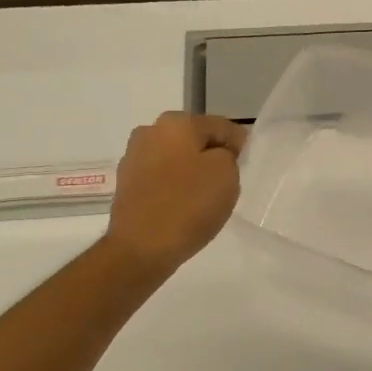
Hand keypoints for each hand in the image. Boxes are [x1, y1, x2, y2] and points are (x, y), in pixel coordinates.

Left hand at [104, 111, 246, 276]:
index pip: (220, 126)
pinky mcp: (126, 184)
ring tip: (203, 198)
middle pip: (194, 140)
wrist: (141, 248)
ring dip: (191, 171)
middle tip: (227, 183)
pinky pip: (161, 178)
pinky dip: (174, 186)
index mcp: (176, 122)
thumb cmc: (188, 205)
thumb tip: (218, 152)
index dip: (238, 145)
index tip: (245, 167)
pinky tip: (182, 206)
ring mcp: (133, 157)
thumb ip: (228, 153)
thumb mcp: (226, 173)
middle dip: (211, 156)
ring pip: (176, 158)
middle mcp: (150, 131)